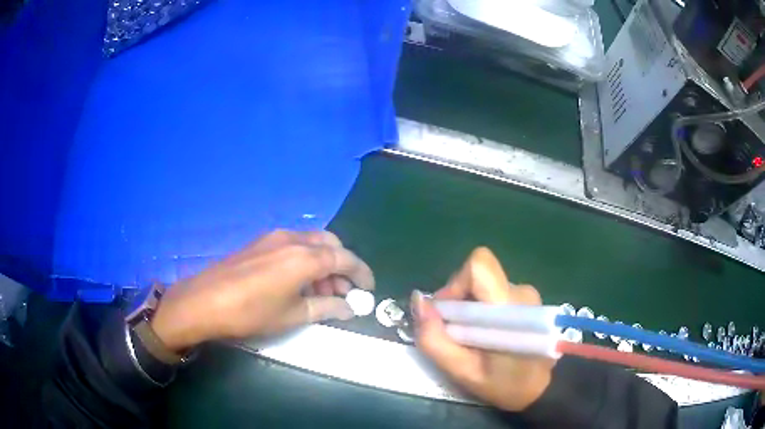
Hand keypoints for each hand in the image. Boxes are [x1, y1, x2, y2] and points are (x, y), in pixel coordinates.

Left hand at [150, 230, 373, 351]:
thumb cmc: (252, 312)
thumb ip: (327, 307)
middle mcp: (293, 239)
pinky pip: (293, 245)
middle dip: (342, 266)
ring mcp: (274, 238)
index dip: (361, 273)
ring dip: (323, 264)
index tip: (369, 289)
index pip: (345, 258)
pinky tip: (297, 283)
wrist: (205, 301)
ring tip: (321, 292)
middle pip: (330, 244)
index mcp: (306, 257)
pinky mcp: (260, 243)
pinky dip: (305, 260)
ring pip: (311, 243)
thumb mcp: (294, 315)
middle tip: (343, 292)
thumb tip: (350, 307)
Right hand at [411, 247, 554, 411]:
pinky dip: (482, 310)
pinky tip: (486, 334)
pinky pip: (494, 292)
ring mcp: (526, 294)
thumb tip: (418, 301)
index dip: (455, 284)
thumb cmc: (504, 385)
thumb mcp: (462, 372)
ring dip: (469, 308)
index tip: (448, 314)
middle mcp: (521, 292)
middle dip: (458, 301)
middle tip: (456, 334)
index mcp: (509, 308)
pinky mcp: (526, 299)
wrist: (541, 389)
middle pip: (477, 277)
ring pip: (484, 285)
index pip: (479, 266)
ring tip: (472, 339)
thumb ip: (434, 339)